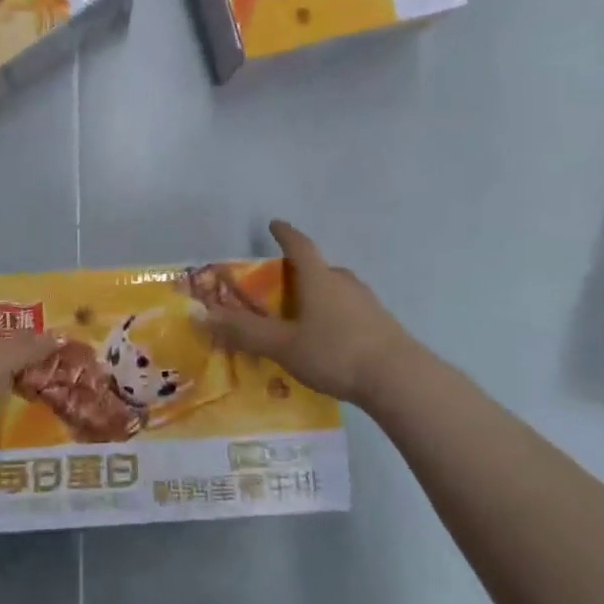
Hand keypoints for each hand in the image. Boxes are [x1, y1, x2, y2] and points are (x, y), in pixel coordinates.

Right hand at [204, 221, 432, 407]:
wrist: (401, 380)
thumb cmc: (336, 353)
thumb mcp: (283, 345)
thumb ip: (244, 332)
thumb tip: (202, 316)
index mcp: (318, 278)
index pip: (299, 245)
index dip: (284, 233)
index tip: (274, 224)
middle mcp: (344, 283)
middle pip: (320, 268)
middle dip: (301, 271)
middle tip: (282, 285)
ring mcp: (367, 303)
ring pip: (337, 290)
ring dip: (319, 295)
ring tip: (303, 316)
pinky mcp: (382, 325)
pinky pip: (350, 311)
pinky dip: (335, 316)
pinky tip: (330, 341)